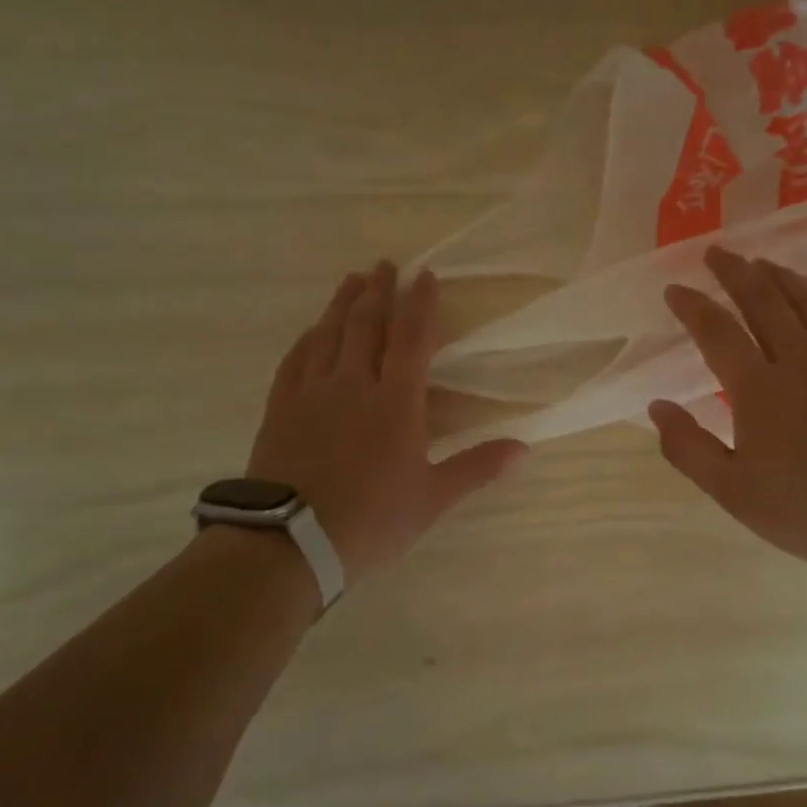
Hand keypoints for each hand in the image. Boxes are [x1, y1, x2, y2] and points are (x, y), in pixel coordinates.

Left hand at [250, 261, 527, 584]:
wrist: (291, 541)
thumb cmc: (371, 519)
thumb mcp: (432, 498)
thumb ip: (477, 467)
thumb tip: (525, 448)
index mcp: (396, 402)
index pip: (412, 339)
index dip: (420, 304)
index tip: (425, 275)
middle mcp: (354, 384)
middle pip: (367, 325)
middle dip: (379, 290)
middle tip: (385, 264)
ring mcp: (312, 392)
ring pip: (329, 334)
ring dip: (343, 304)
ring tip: (352, 280)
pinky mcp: (281, 407)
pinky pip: (295, 360)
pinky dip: (308, 338)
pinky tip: (312, 330)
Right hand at [649, 246, 806, 586]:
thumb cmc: (801, 510)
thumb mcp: (730, 490)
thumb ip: (687, 446)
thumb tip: (656, 407)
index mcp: (761, 390)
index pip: (718, 332)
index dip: (693, 307)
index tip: (674, 290)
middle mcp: (801, 361)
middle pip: (763, 301)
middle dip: (734, 272)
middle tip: (715, 253)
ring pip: (806, 301)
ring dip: (778, 277)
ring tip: (758, 262)